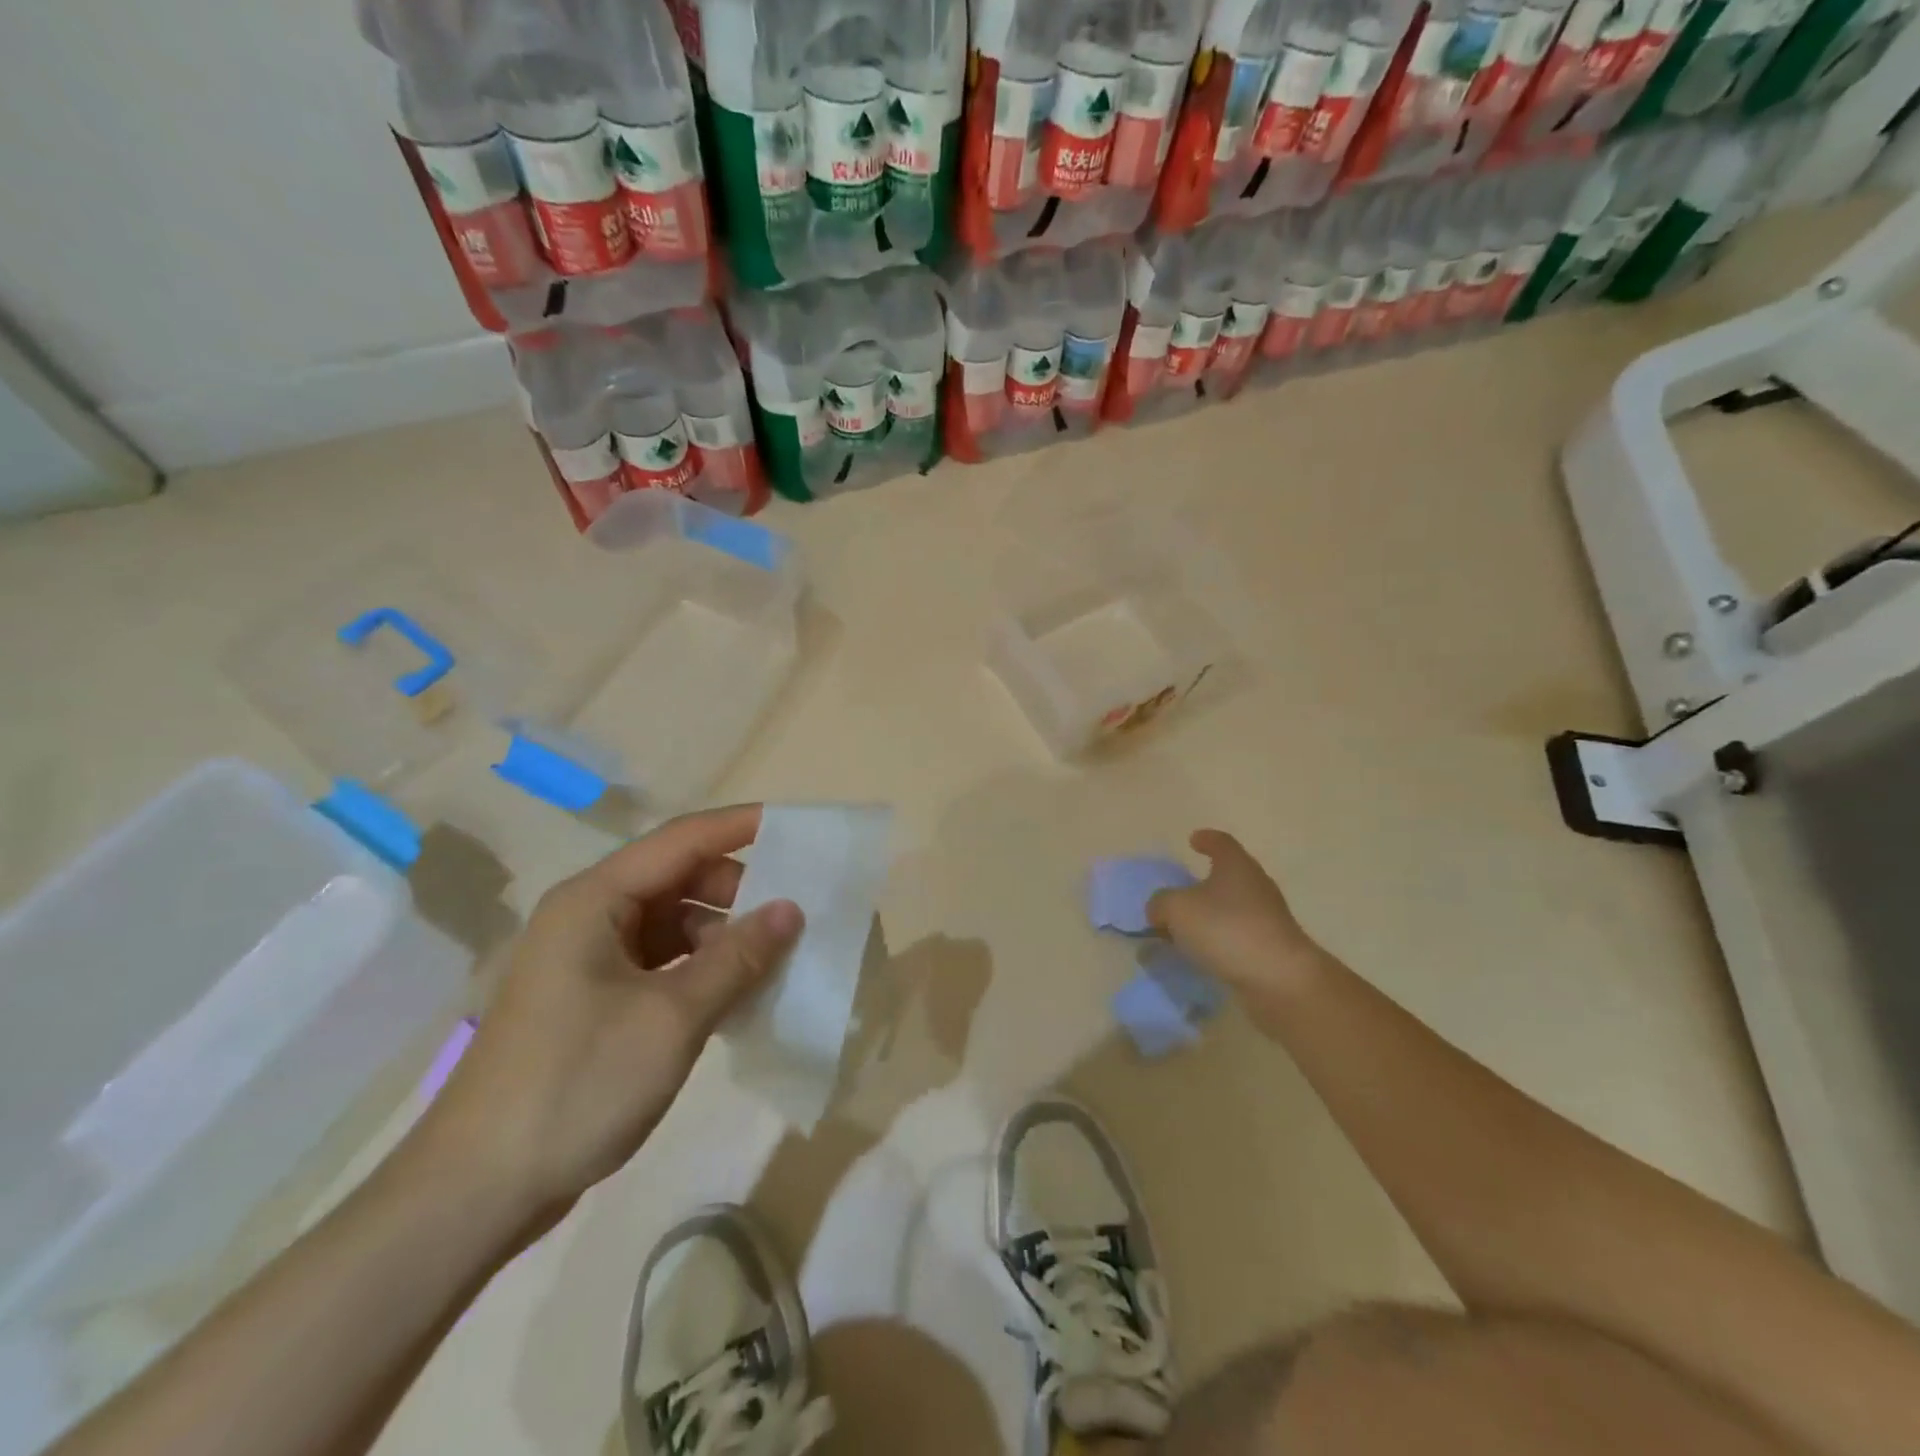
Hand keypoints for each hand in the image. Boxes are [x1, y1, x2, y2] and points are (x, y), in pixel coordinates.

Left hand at [414, 805, 801, 1220]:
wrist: (475, 1192)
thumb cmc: (576, 1084)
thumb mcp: (672, 1017)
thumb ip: (738, 957)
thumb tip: (791, 909)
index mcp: (594, 900)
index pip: (682, 839)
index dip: (741, 827)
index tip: (797, 828)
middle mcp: (588, 916)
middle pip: (677, 878)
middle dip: (737, 890)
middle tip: (792, 915)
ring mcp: (587, 959)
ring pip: (672, 922)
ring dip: (722, 935)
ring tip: (772, 961)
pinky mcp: (592, 999)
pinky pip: (660, 962)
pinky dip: (700, 968)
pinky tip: (735, 994)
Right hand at [1147, 830, 1325, 1006]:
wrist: (1279, 980)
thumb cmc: (1226, 929)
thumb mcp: (1177, 909)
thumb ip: (1160, 904)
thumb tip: (1159, 910)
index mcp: (1236, 866)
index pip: (1221, 843)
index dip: (1206, 839)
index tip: (1193, 840)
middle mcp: (1256, 886)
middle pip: (1228, 876)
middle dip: (1203, 884)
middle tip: (1179, 893)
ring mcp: (1267, 919)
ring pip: (1231, 909)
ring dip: (1208, 916)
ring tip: (1182, 930)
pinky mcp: (1271, 949)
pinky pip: (1236, 937)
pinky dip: (1218, 941)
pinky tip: (1199, 954)